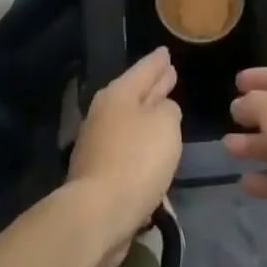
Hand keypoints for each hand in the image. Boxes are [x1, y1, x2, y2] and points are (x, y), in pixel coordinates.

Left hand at [66, 48, 182, 266]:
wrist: (98, 214)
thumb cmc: (136, 160)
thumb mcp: (166, 124)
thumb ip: (168, 110)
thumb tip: (161, 110)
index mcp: (118, 94)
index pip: (144, 69)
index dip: (157, 61)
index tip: (166, 52)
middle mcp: (104, 113)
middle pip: (134, 93)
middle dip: (152, 85)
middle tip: (169, 75)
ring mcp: (97, 143)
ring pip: (129, 120)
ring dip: (147, 115)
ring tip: (166, 110)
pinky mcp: (98, 171)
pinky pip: (126, 146)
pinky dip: (140, 143)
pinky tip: (152, 148)